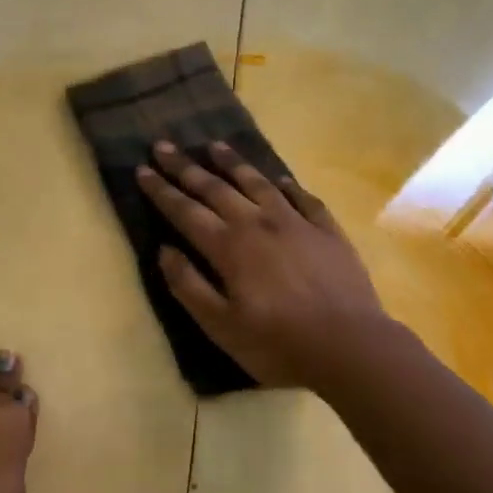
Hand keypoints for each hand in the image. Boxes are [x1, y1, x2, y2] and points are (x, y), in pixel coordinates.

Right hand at [136, 140, 390, 387]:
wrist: (350, 345)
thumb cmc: (278, 344)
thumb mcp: (221, 326)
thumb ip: (189, 286)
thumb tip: (165, 250)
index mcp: (229, 247)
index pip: (185, 211)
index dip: (161, 190)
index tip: (142, 169)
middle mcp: (258, 223)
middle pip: (215, 188)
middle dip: (186, 167)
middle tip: (164, 146)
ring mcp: (296, 222)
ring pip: (258, 183)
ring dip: (233, 163)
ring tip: (215, 146)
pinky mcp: (327, 230)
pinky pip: (303, 197)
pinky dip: (287, 185)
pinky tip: (280, 179)